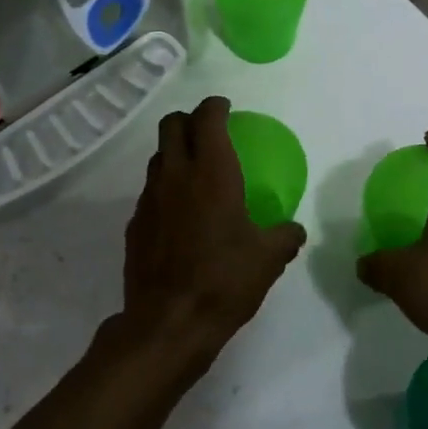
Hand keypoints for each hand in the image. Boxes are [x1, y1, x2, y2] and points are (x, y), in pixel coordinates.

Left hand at [118, 97, 306, 374]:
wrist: (168, 322)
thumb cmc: (224, 281)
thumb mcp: (268, 259)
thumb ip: (284, 236)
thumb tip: (293, 230)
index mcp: (211, 172)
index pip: (206, 118)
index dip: (215, 106)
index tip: (225, 107)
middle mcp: (175, 175)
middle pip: (171, 126)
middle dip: (188, 120)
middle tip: (207, 131)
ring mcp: (149, 199)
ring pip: (157, 158)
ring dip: (174, 154)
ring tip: (194, 172)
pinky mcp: (134, 224)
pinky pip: (150, 192)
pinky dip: (164, 189)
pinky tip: (179, 214)